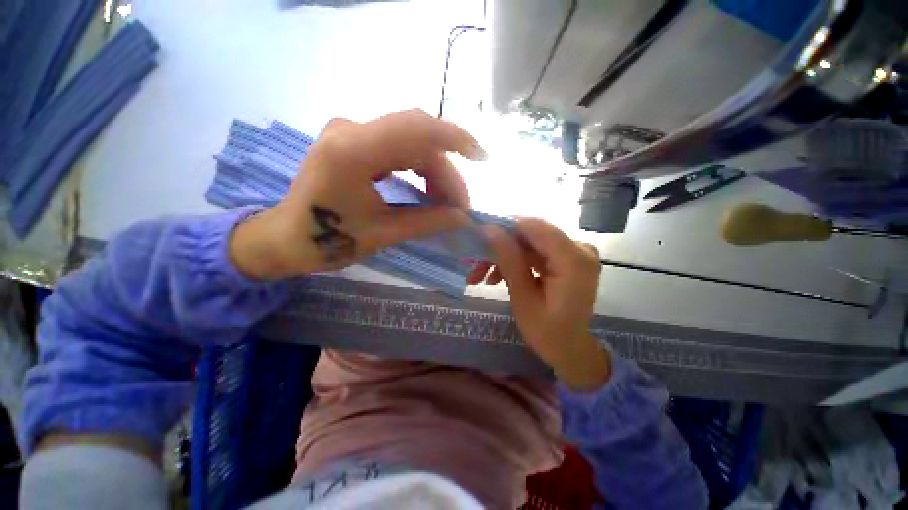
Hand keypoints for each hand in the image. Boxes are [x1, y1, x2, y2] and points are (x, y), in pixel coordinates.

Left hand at [230, 109, 485, 278]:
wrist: (289, 237)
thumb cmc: (328, 241)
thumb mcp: (384, 234)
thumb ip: (427, 222)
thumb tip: (463, 218)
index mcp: (352, 150)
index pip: (416, 127)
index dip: (455, 138)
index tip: (481, 158)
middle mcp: (350, 129)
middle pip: (417, 139)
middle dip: (446, 172)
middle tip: (459, 206)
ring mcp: (350, 131)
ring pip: (411, 142)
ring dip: (434, 172)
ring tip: (445, 203)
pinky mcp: (353, 140)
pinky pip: (398, 147)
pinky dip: (419, 169)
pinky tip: (427, 190)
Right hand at [468, 219, 610, 391]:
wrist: (571, 349)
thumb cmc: (548, 333)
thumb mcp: (523, 299)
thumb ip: (509, 261)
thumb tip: (489, 230)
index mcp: (574, 261)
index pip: (534, 227)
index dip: (504, 226)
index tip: (478, 235)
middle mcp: (580, 249)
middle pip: (531, 234)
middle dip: (500, 246)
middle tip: (474, 262)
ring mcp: (575, 253)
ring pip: (529, 243)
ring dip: (504, 256)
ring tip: (481, 276)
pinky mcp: (567, 258)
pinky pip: (535, 251)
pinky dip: (516, 261)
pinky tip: (497, 277)